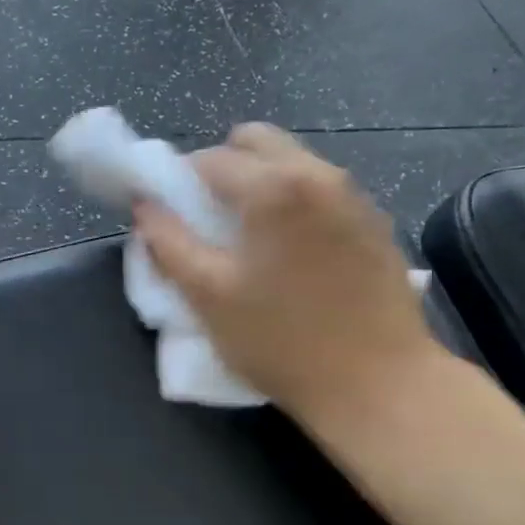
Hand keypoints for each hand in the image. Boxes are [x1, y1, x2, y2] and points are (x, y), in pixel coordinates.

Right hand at [134, 123, 442, 435]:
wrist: (379, 384)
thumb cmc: (280, 341)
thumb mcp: (208, 295)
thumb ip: (168, 242)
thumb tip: (145, 206)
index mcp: (273, 187)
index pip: (208, 158)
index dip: (177, 182)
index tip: (170, 216)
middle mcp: (318, 174)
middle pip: (256, 141)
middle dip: (222, 167)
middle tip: (208, 219)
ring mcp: (353, 195)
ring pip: (292, 161)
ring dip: (260, 183)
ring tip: (249, 239)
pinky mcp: (374, 222)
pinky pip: (320, 189)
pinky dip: (293, 202)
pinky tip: (290, 254)